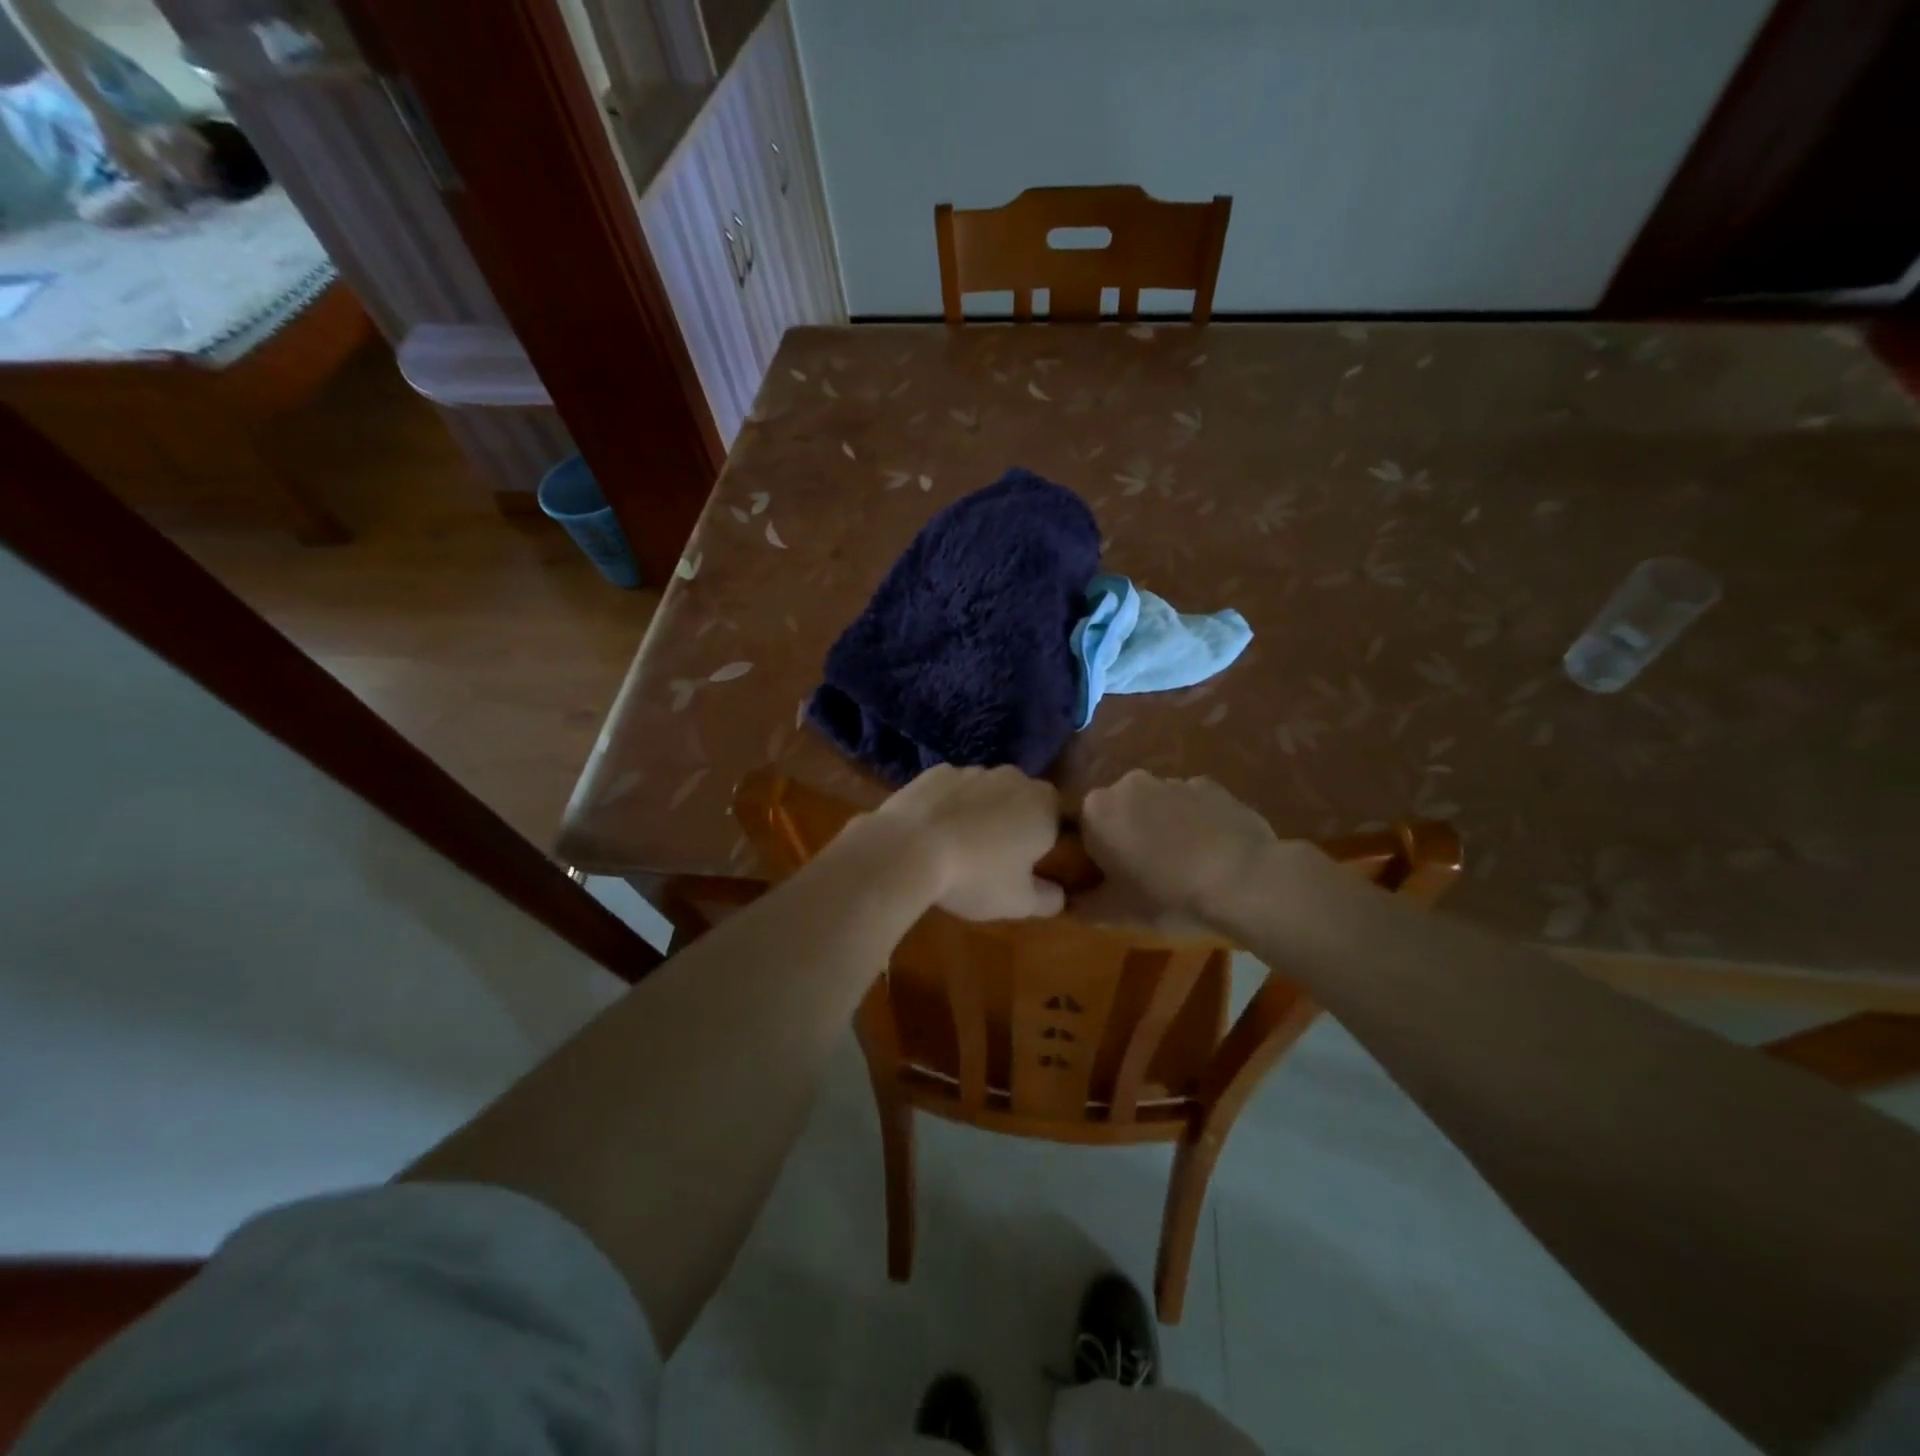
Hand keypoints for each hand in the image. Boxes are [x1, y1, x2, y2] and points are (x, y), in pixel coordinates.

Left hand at [865, 765, 1065, 921]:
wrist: (907, 848)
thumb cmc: (975, 876)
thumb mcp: (1018, 902)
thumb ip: (1048, 899)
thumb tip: (1059, 896)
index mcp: (1044, 807)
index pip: (1063, 818)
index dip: (1052, 839)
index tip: (1035, 863)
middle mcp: (1014, 778)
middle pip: (1025, 800)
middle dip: (1017, 822)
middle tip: (999, 857)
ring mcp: (973, 770)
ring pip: (988, 791)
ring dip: (983, 811)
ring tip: (962, 845)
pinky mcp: (937, 771)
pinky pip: (954, 789)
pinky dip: (951, 804)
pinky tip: (935, 830)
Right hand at [1077, 771, 1288, 931]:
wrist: (1245, 882)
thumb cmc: (1169, 897)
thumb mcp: (1117, 914)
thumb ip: (1083, 906)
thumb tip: (1069, 903)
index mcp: (1097, 810)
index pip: (1081, 828)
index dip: (1093, 854)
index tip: (1109, 879)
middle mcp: (1129, 783)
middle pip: (1118, 810)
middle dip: (1127, 834)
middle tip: (1144, 873)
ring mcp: (1172, 780)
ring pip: (1155, 804)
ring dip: (1161, 826)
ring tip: (1183, 864)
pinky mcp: (1211, 785)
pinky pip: (1190, 803)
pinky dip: (1194, 821)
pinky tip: (1210, 851)